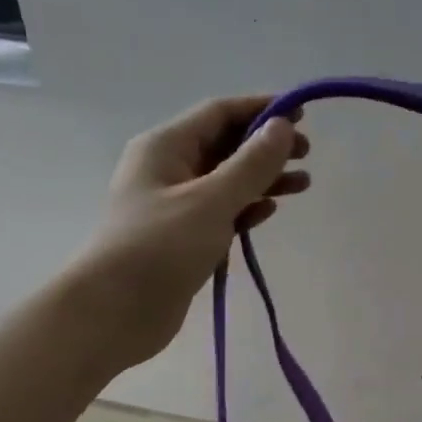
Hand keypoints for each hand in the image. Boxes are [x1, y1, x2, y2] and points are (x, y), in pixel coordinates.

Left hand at [82, 95, 309, 363]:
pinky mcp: (183, 238)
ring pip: (227, 181)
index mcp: (165, 147)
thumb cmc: (160, 247)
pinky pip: (221, 212)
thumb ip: (251, 164)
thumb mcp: (211, 201)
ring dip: (263, 180)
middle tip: (307, 155)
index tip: (302, 115)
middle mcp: (168, 169)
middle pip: (225, 145)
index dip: (261, 109)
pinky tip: (269, 211)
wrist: (114, 311)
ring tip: (303, 185)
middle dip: (266, 147)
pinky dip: (247, 208)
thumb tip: (282, 127)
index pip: (219, 113)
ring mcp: (175, 205)